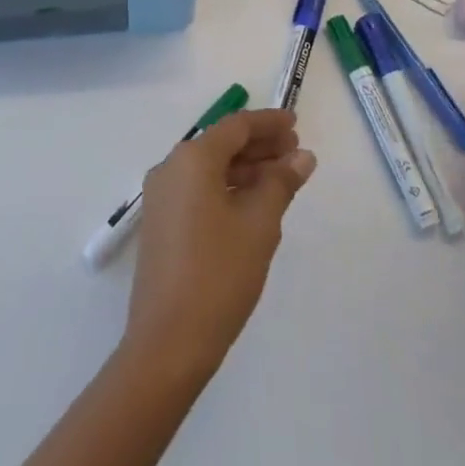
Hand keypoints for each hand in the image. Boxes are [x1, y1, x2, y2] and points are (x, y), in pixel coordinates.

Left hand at [123, 109, 316, 381]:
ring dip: (246, 169)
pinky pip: (199, 190)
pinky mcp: (162, 223)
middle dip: (260, 146)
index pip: (236, 126)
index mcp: (191, 159)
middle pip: (221, 144)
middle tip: (297, 153)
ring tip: (283, 178)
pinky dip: (228, 188)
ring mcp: (162, 197)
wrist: (168, 342)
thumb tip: (302, 156)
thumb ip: (281, 183)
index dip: (268, 123)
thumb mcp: (259, 225)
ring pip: (210, 168)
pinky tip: (254, 204)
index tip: (296, 123)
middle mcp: (171, 168)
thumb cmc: (219, 274)